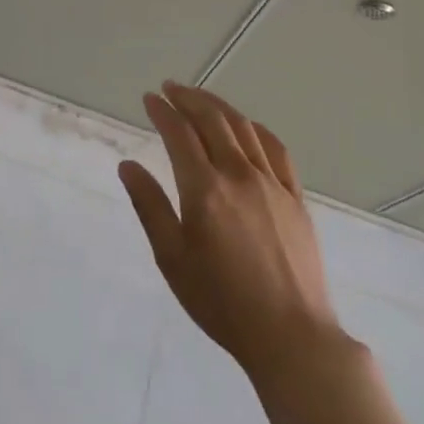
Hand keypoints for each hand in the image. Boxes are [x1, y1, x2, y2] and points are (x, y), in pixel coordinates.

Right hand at [119, 83, 345, 384]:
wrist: (291, 335)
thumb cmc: (221, 301)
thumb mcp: (172, 258)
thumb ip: (149, 206)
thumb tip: (128, 166)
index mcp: (204, 189)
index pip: (179, 133)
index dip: (162, 111)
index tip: (149, 98)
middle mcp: (238, 175)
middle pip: (212, 120)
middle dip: (188, 98)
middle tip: (170, 88)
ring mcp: (272, 183)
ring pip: (244, 128)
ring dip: (219, 106)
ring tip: (201, 99)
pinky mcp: (296, 197)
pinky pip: (276, 149)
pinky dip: (256, 129)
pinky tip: (247, 127)